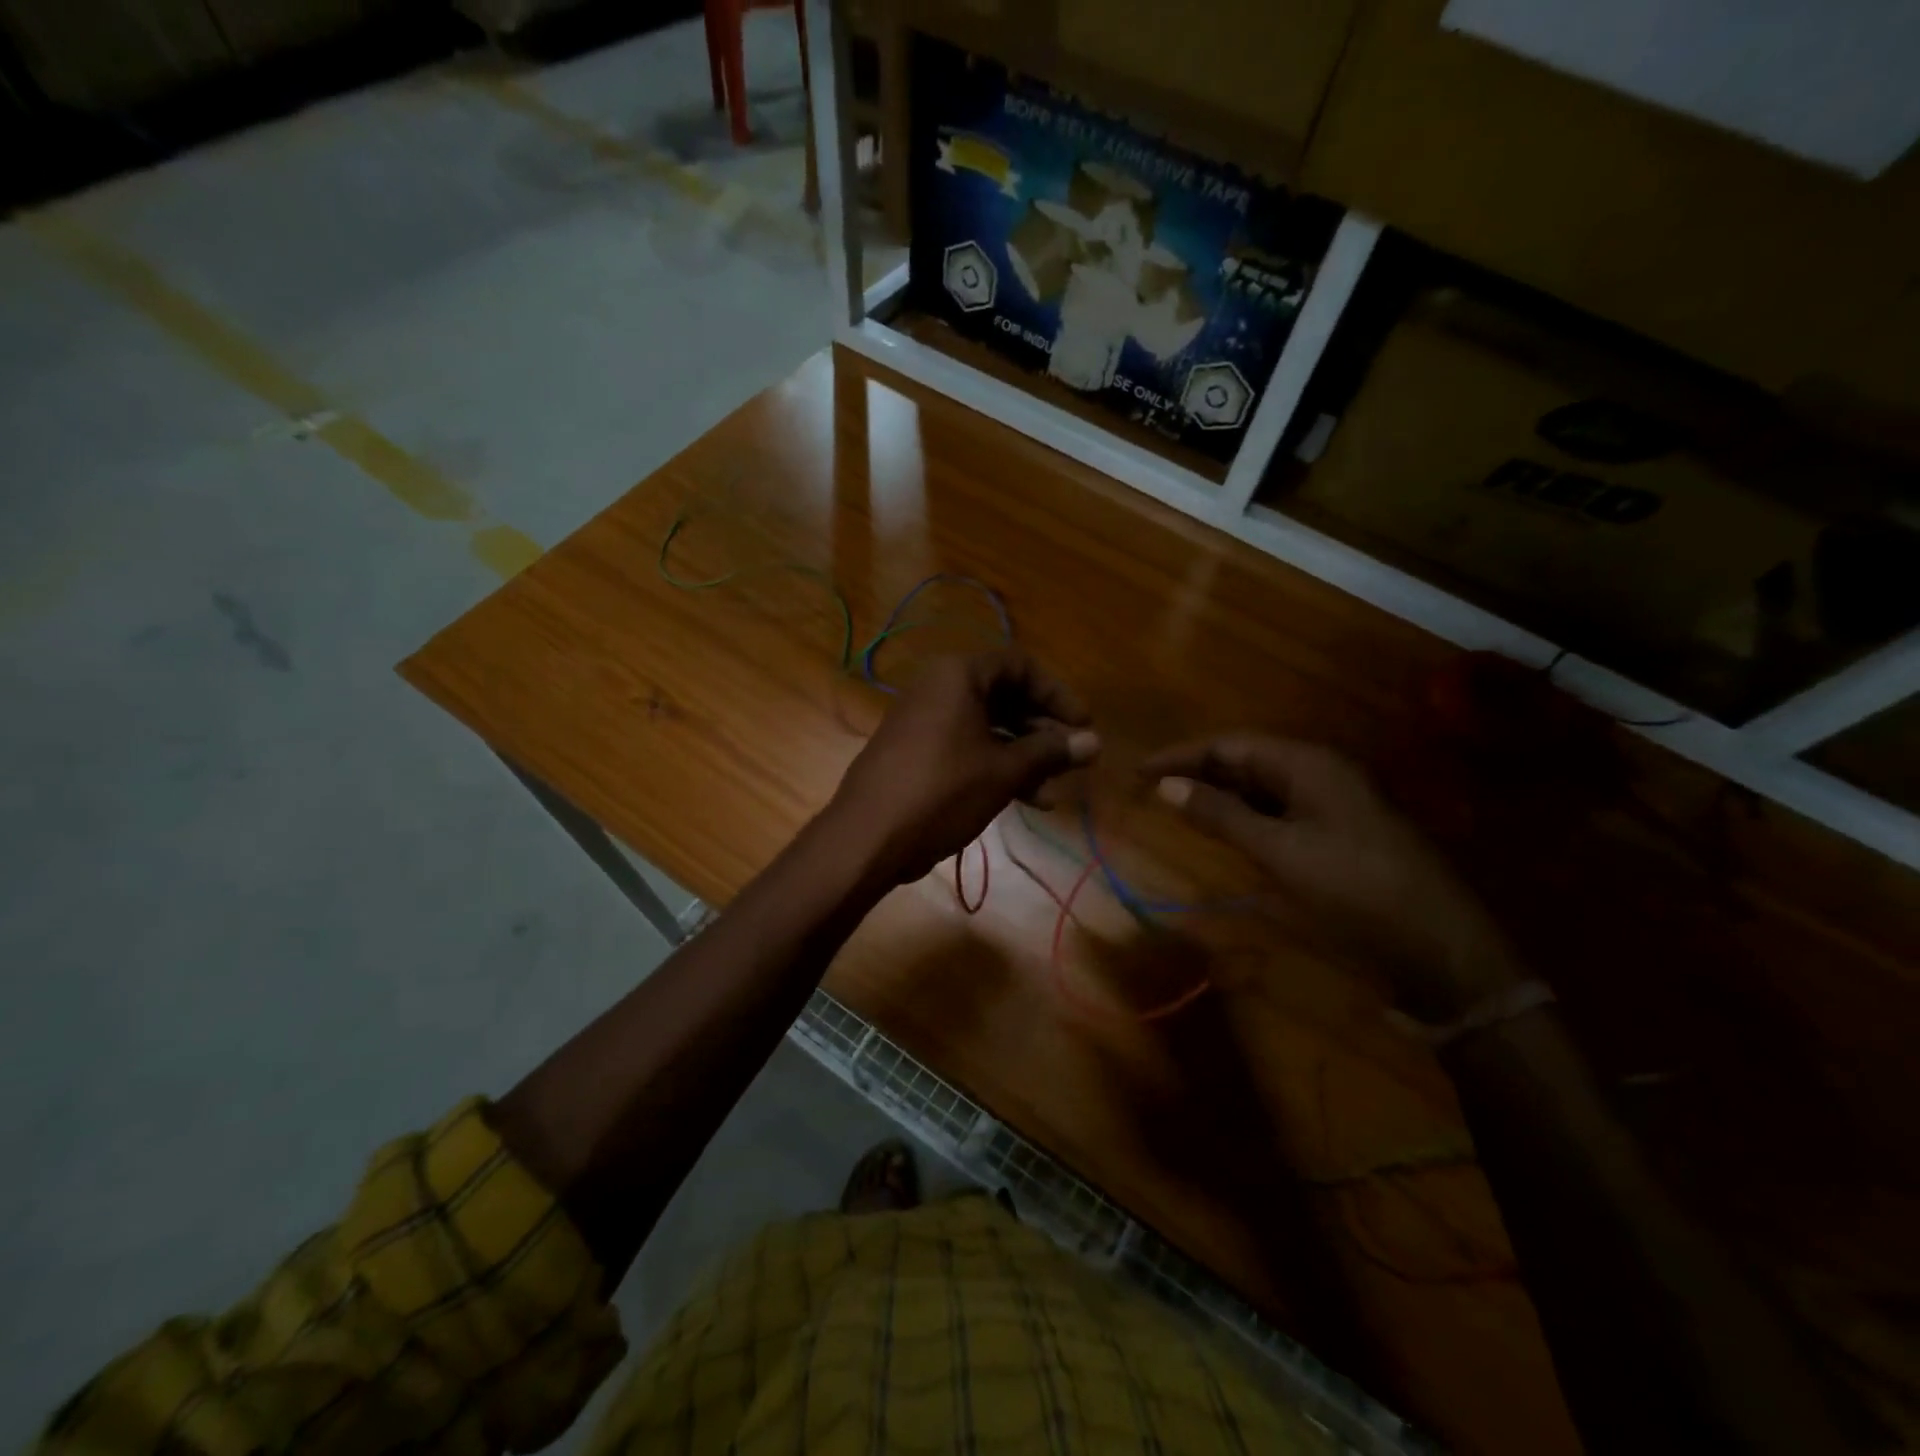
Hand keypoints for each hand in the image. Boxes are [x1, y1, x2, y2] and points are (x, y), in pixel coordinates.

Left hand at [828, 651, 1099, 886]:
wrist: (867, 838)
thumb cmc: (942, 792)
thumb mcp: (1004, 771)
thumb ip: (1050, 752)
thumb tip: (1095, 742)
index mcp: (958, 675)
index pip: (1020, 666)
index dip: (1057, 695)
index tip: (1083, 726)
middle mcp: (939, 688)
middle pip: (1005, 696)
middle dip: (1042, 730)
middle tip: (1072, 760)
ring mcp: (924, 721)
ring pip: (987, 728)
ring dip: (1023, 755)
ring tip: (1052, 791)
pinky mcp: (916, 752)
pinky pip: (966, 748)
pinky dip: (995, 767)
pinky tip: (1024, 800)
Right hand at [1142, 735, 1519, 1019]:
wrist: (1440, 948)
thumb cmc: (1355, 890)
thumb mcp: (1280, 852)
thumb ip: (1221, 815)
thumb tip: (1166, 786)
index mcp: (1308, 763)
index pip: (1229, 744)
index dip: (1181, 756)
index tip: (1138, 771)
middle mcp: (1320, 771)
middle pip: (1246, 760)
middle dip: (1198, 772)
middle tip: (1151, 790)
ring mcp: (1333, 802)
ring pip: (1263, 786)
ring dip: (1220, 794)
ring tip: (1179, 808)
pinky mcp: (1339, 832)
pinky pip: (1281, 810)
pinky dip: (1247, 816)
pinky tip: (1228, 831)